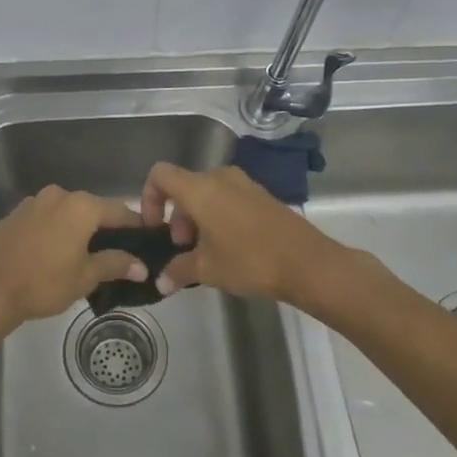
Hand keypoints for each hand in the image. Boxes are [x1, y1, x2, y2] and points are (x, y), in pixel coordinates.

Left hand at [0, 186, 147, 339]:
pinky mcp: (15, 214)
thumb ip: (115, 264)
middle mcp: (59, 195)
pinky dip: (56, 229)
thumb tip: (141, 265)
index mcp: (81, 206)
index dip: (135, 226)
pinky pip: (46, 218)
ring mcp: (34, 202)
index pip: (119, 210)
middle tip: (118, 251)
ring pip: (67, 212)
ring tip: (86, 253)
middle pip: (92, 208)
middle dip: (106, 227)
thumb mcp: (85, 277)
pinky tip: (55, 251)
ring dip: (79, 228)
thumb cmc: (43, 283)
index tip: (146, 240)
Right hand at [139, 162, 346, 304]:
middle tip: (184, 248)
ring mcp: (243, 183)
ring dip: (197, 218)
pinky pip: (227, 197)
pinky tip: (229, 246)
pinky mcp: (261, 194)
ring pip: (207, 193)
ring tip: (206, 251)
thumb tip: (160, 281)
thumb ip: (178, 270)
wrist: (307, 262)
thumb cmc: (248, 260)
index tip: (156, 228)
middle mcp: (219, 177)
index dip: (149, 198)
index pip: (160, 175)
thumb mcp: (207, 269)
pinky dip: (218, 215)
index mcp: (199, 188)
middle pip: (184, 186)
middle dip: (176, 216)